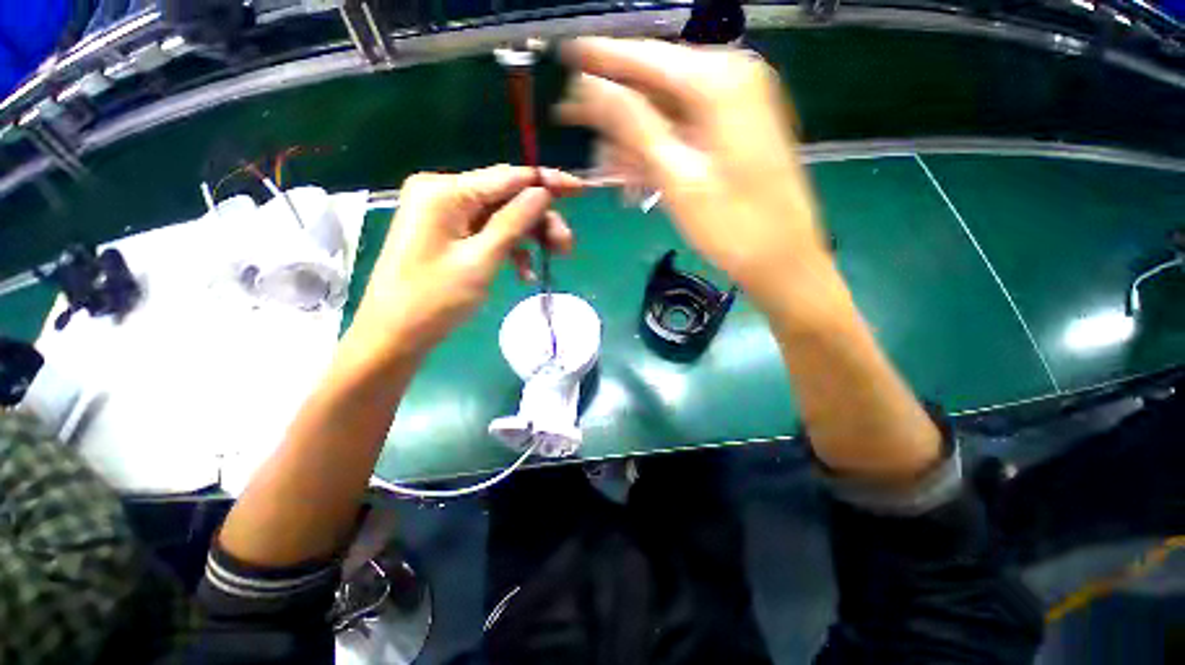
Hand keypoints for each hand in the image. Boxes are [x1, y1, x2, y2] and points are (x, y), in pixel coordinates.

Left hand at [346, 165, 581, 361]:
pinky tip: (523, 272)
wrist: (395, 335)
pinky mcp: (447, 234)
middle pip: (506, 197)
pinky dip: (509, 249)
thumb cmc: (434, 299)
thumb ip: (514, 222)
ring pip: (501, 217)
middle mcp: (443, 193)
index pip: (508, 177)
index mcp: (445, 192)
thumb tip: (543, 192)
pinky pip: (488, 233)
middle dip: (539, 220)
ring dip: (529, 237)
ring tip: (553, 259)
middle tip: (566, 246)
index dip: (547, 182)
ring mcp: (444, 214)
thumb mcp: (481, 260)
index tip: (581, 190)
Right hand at [557, 38, 828, 307]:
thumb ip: (633, 125)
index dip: (599, 58)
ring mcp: (737, 106)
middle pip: (655, 83)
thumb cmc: (732, 226)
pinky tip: (636, 175)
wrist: (782, 259)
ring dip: (633, 140)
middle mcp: (732, 79)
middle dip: (615, 110)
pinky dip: (657, 150)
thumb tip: (590, 86)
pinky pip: (684, 130)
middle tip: (574, 125)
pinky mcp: (735, 132)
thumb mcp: (677, 177)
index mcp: (720, 81)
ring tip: (608, 170)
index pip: (645, 56)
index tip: (563, 57)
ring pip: (667, 111)